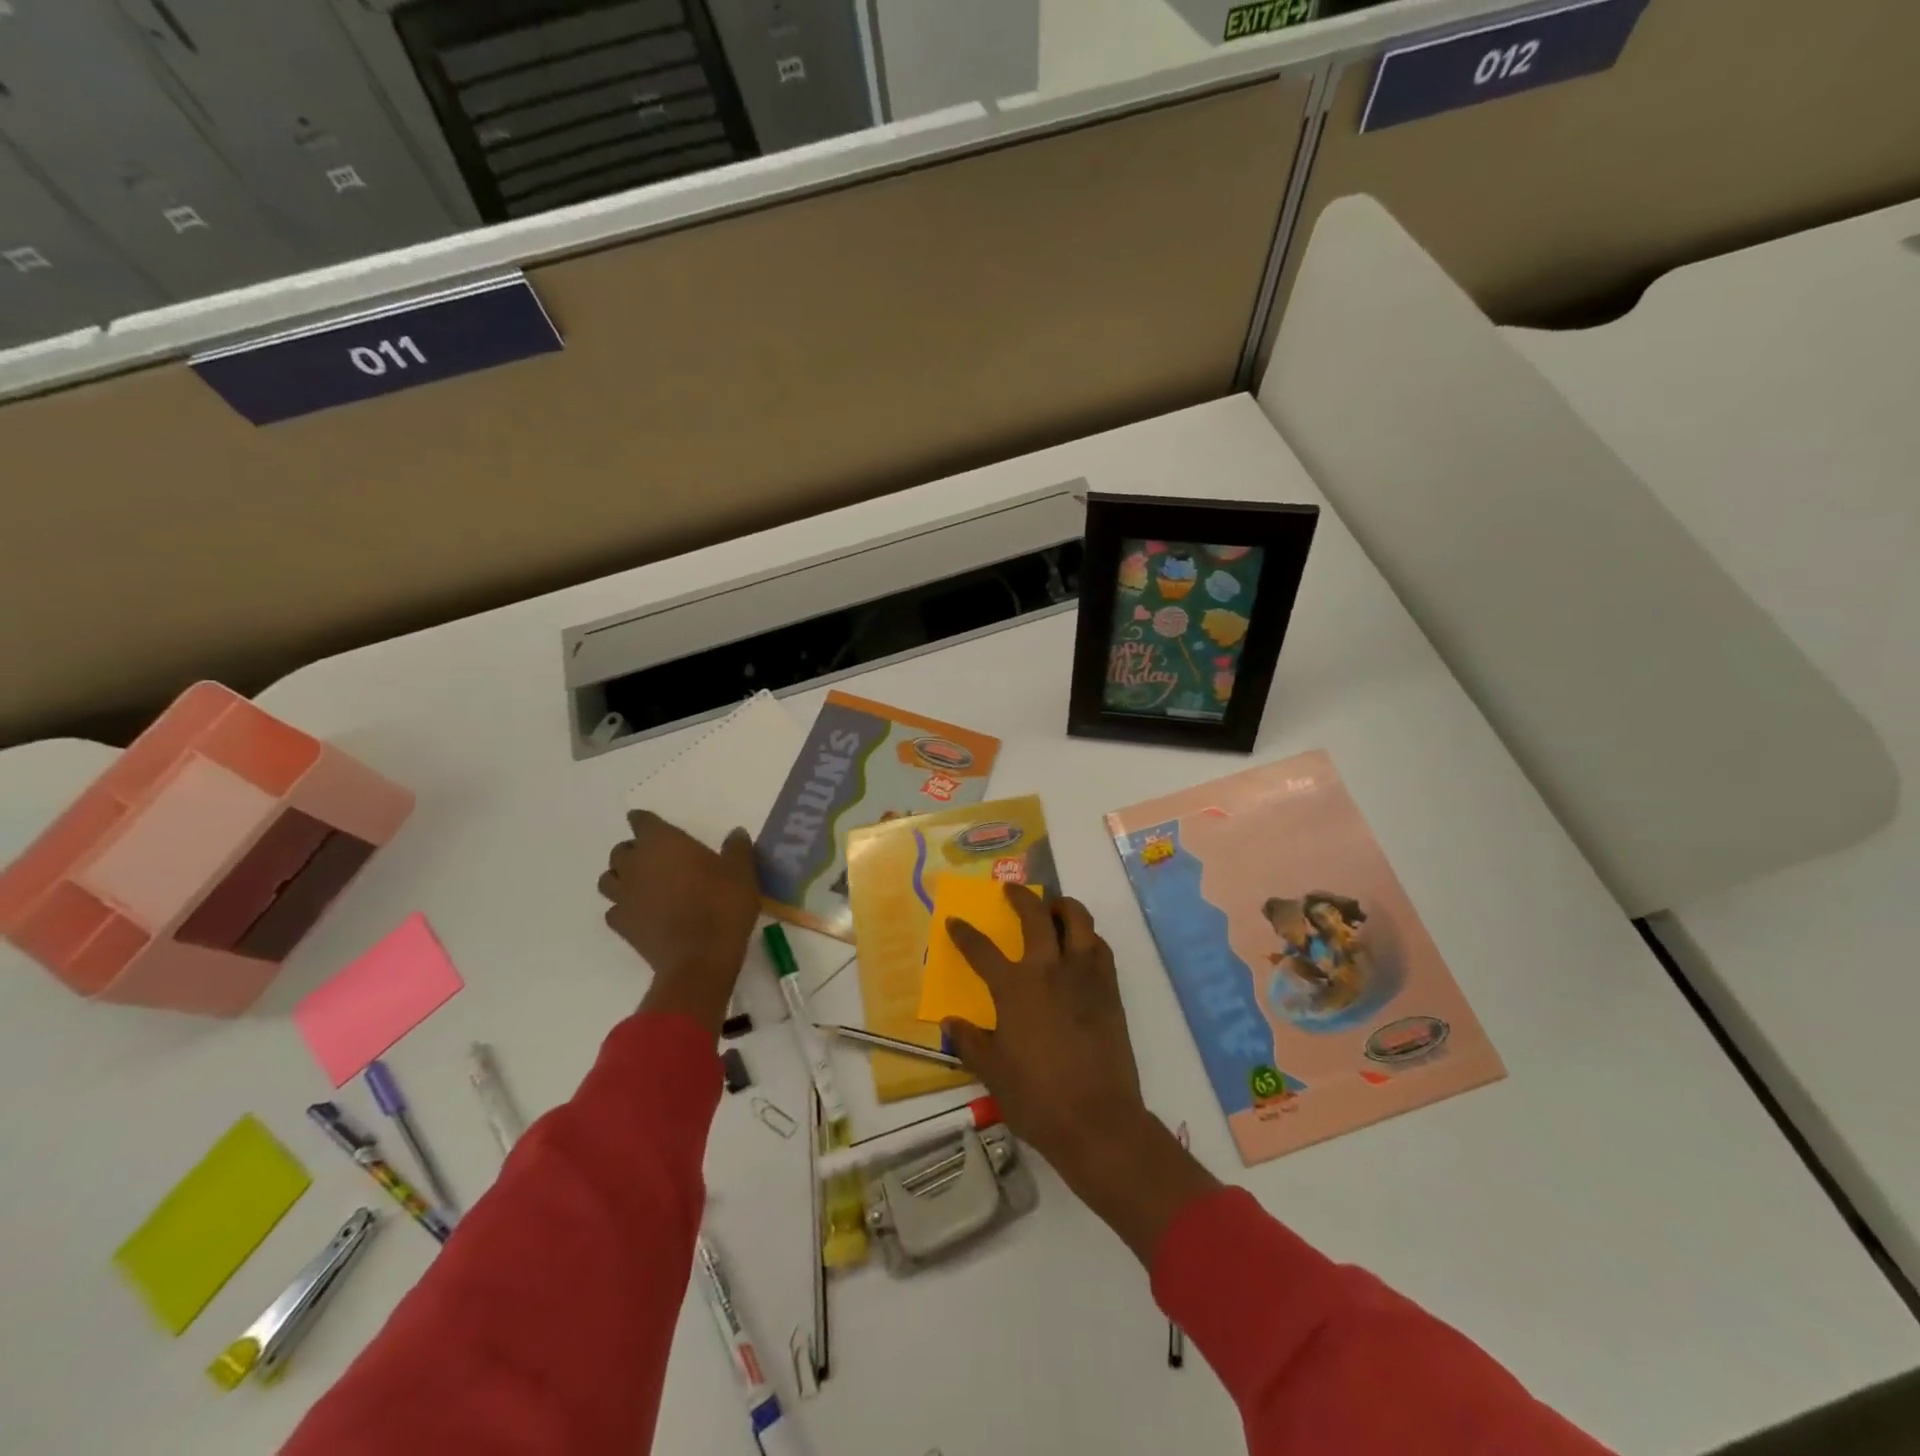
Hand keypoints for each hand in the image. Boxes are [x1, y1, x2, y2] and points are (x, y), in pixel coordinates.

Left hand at [598, 811, 760, 1031]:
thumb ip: (737, 849)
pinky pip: (614, 909)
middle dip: (634, 852)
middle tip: (657, 859)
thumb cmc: (722, 905)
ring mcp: (624, 896)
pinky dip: (624, 908)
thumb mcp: (741, 873)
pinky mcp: (621, 925)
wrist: (700, 958)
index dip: (646, 822)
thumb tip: (736, 833)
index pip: (641, 821)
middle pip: (620, 850)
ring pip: (608, 879)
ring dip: (621, 878)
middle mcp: (636, 864)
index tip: (656, 827)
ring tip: (643, 885)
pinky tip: (642, 914)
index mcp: (663, 842)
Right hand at [942, 889, 1149, 1173]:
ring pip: (1078, 920)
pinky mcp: (1110, 988)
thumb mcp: (992, 1072)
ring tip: (1053, 908)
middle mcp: (1049, 969)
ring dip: (1063, 906)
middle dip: (1021, 897)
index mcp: (1015, 988)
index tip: (955, 921)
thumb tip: (950, 1022)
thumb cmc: (1037, 1098)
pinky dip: (1088, 936)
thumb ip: (970, 1042)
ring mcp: (1084, 975)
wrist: (1097, 1119)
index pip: (982, 949)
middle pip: (1036, 916)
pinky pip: (1100, 947)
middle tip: (1012, 890)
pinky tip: (1081, 945)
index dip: (965, 934)